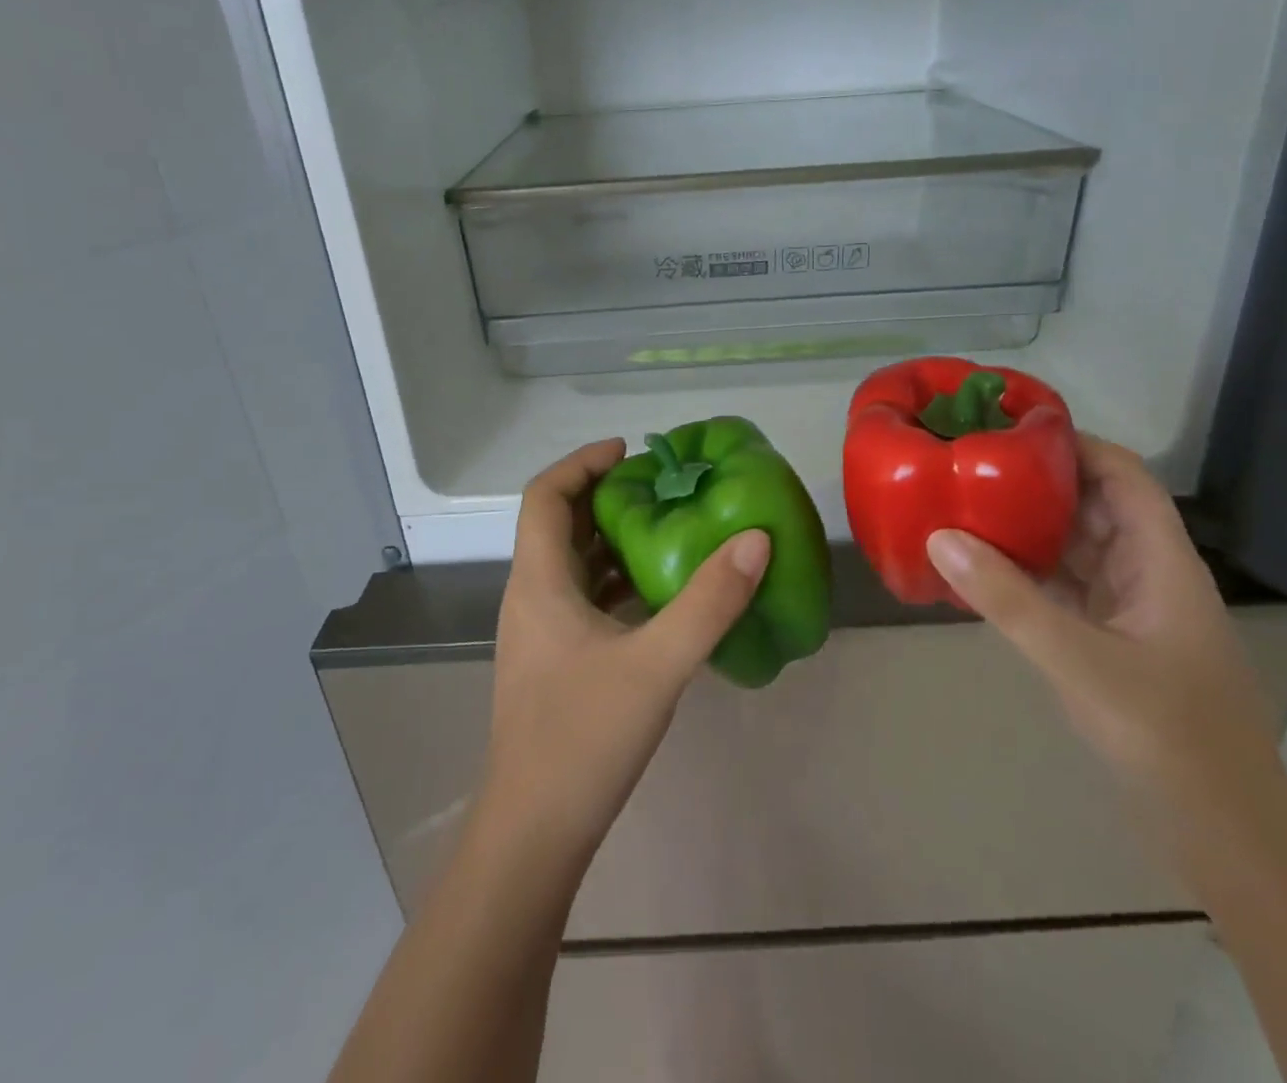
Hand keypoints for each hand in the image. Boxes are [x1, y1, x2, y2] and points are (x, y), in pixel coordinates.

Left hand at [479, 439, 770, 872]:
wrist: (533, 834)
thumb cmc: (583, 739)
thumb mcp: (657, 665)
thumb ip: (709, 602)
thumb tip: (754, 539)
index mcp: (539, 582)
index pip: (545, 495)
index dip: (582, 463)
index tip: (630, 451)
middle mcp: (532, 596)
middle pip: (560, 524)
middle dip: (607, 496)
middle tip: (663, 487)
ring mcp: (541, 632)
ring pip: (573, 563)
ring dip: (614, 539)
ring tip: (670, 527)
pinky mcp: (556, 662)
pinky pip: (584, 599)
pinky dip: (617, 581)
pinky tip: (661, 593)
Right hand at [925, 435, 1284, 815]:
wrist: (1222, 830)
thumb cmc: (1167, 735)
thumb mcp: (1080, 661)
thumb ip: (1009, 599)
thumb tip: (939, 537)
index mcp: (1161, 561)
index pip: (1123, 476)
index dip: (1074, 444)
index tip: (1010, 430)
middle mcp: (1148, 573)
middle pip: (1094, 505)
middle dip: (1037, 482)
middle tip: (971, 466)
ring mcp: (1131, 609)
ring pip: (1077, 547)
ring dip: (1029, 527)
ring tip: (965, 505)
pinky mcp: (1112, 641)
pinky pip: (1064, 587)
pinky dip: (1027, 572)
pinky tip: (982, 569)